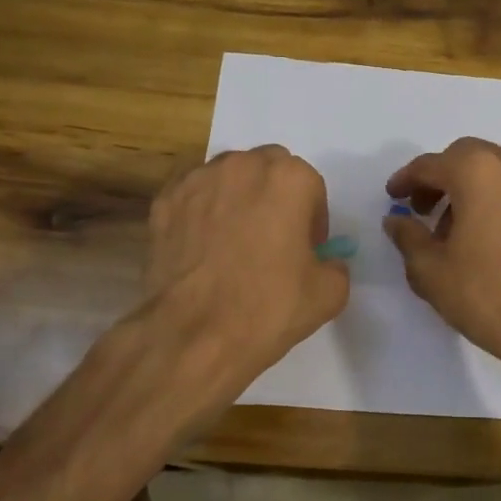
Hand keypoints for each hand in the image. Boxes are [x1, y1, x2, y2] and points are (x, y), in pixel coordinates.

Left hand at [143, 145, 349, 385]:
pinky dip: (202, 209)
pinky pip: (193, 194)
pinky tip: (203, 244)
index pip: (311, 187)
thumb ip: (335, 265)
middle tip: (273, 237)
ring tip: (234, 240)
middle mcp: (244, 166)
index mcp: (290, 179)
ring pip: (228, 176)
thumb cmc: (269, 308)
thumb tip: (324, 262)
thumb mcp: (329, 293)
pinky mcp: (165, 201)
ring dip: (238, 197)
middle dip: (275, 195)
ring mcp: (199, 180)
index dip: (312, 219)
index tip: (306, 249)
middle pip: (269, 169)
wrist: (195, 334)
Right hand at [383, 137, 500, 373]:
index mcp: (477, 172)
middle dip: (443, 178)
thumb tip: (397, 220)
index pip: (431, 165)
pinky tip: (499, 236)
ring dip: (476, 189)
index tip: (394, 196)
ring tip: (463, 228)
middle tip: (426, 209)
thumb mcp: (430, 271)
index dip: (407, 179)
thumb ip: (408, 236)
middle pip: (468, 157)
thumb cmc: (486, 296)